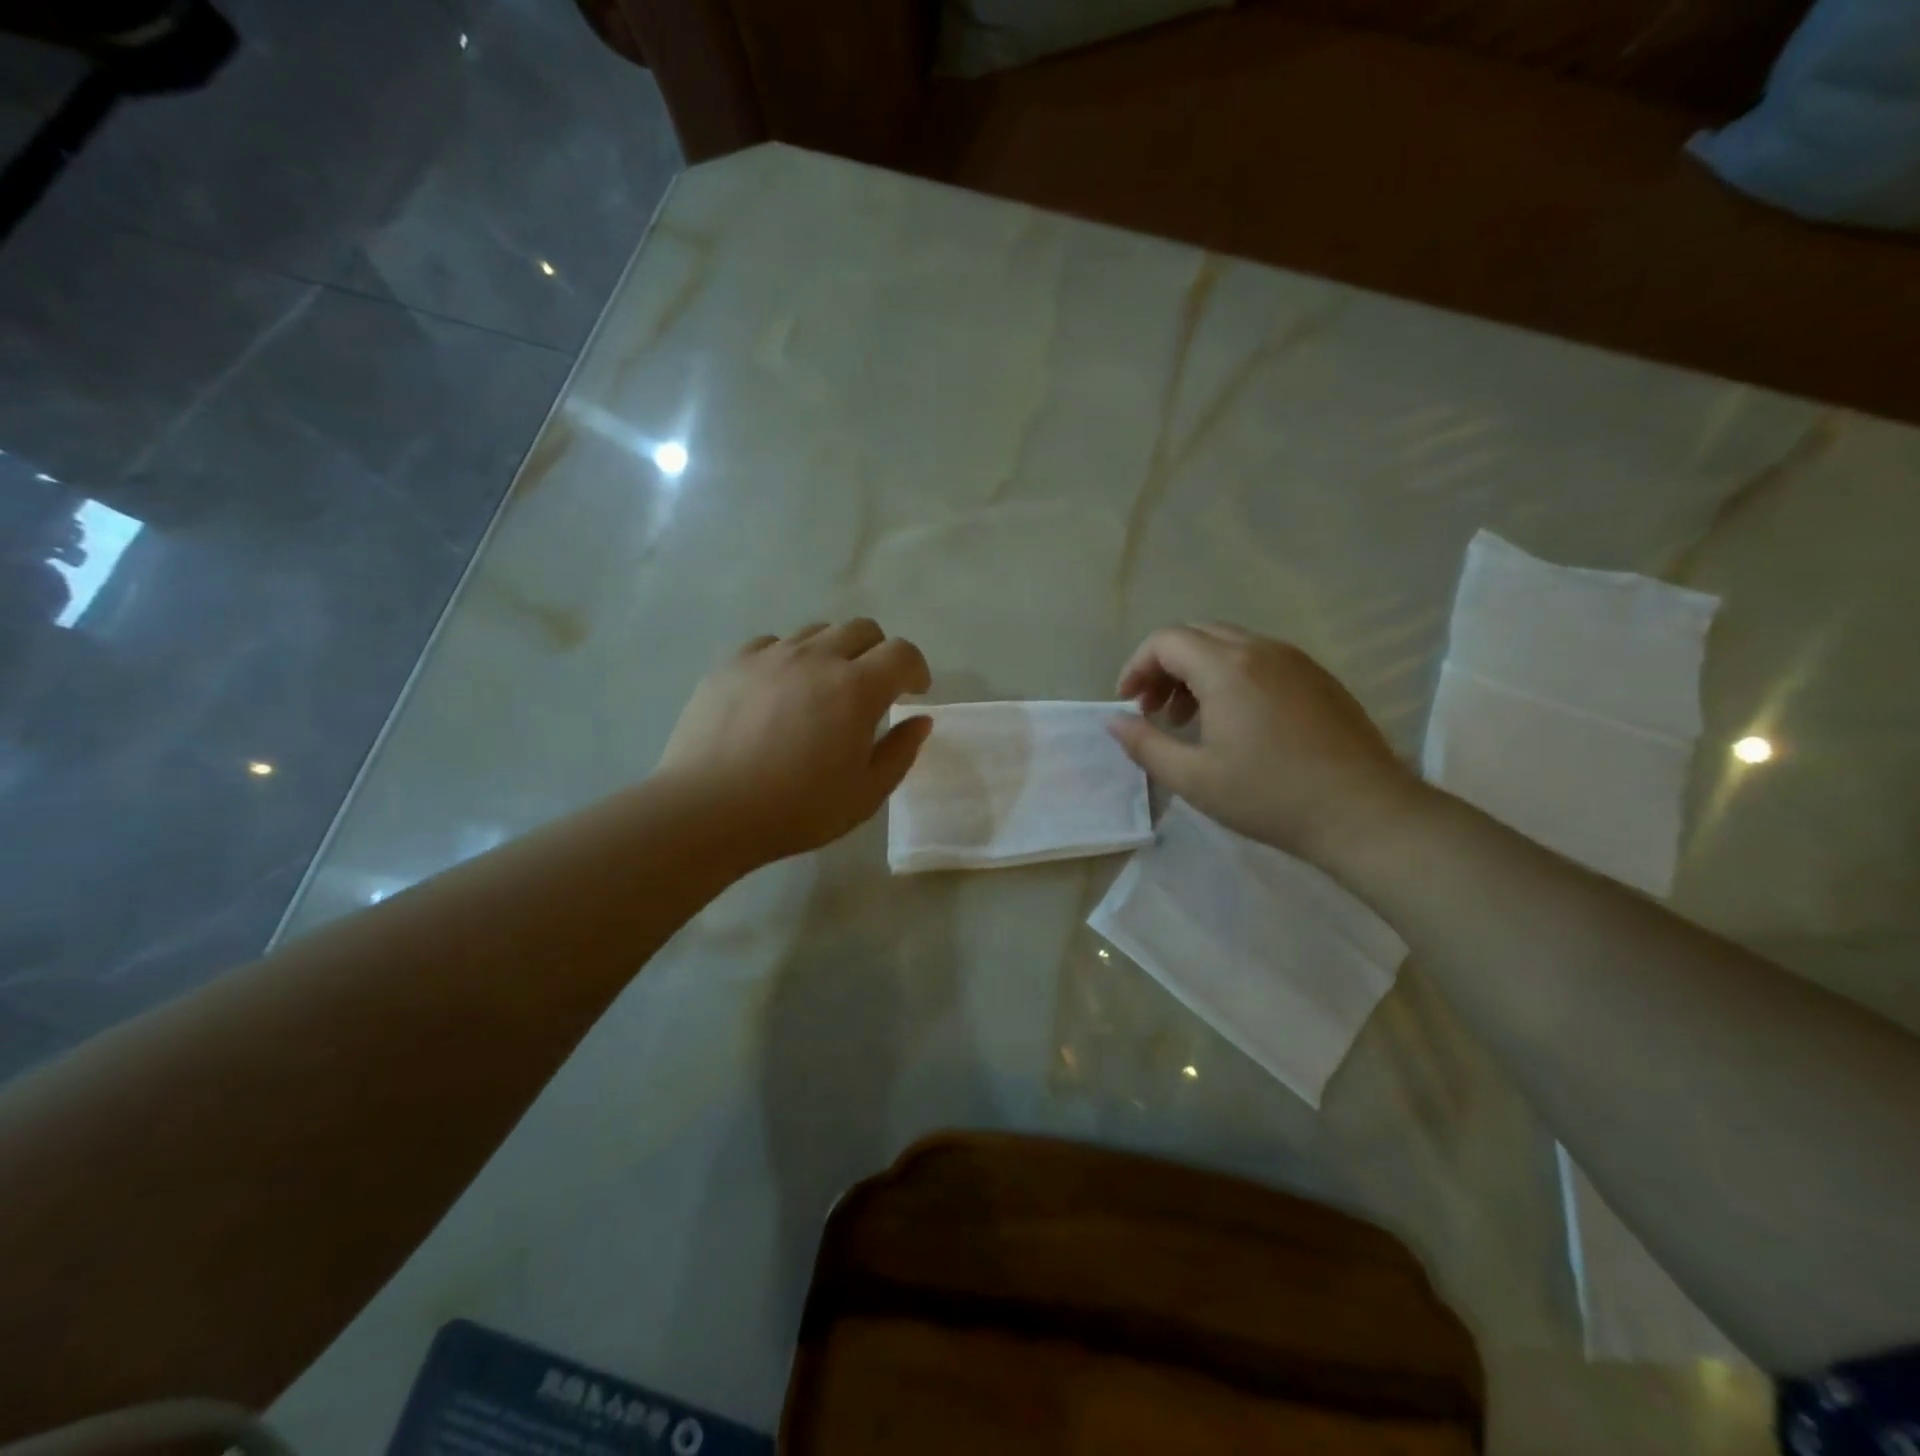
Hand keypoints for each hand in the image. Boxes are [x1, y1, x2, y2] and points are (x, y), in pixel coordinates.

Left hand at [658, 620, 932, 865]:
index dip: (916, 669)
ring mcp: (770, 656)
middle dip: (878, 654)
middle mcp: (816, 658)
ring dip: (833, 652)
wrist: (707, 811)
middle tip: (872, 689)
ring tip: (822, 689)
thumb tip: (920, 720)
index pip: (902, 653)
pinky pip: (771, 644)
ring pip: (816, 632)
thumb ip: (900, 752)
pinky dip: (788, 658)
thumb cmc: (797, 810)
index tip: (914, 692)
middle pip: (862, 629)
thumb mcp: (866, 794)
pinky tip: (778, 691)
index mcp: (856, 688)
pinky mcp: (731, 663)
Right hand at [1109, 623, 1427, 868]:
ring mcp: (1295, 660)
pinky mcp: (1318, 678)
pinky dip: (1231, 677)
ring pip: (1230, 645)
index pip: (1165, 640)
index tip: (1128, 703)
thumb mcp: (1193, 778)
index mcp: (1226, 667)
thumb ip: (1144, 744)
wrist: (1364, 811)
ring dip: (1197, 672)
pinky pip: (1261, 659)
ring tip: (1190, 720)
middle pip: (1196, 635)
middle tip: (1154, 711)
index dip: (1136, 666)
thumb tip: (1113, 721)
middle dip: (1164, 667)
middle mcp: (1261, 649)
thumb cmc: (1269, 795)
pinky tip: (1236, 722)